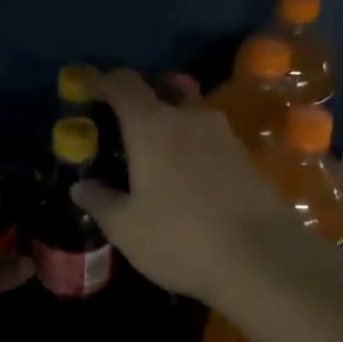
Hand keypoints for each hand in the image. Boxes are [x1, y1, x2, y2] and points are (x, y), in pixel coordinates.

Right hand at [69, 69, 289, 303]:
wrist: (262, 259)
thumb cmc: (180, 238)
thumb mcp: (126, 227)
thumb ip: (100, 201)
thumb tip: (80, 186)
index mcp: (151, 125)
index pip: (123, 84)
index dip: (103, 82)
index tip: (89, 90)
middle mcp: (189, 118)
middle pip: (166, 86)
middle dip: (145, 93)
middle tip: (127, 118)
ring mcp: (224, 135)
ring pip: (193, 110)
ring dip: (174, 117)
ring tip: (158, 148)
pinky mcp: (247, 158)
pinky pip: (212, 137)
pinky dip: (195, 143)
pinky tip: (188, 174)